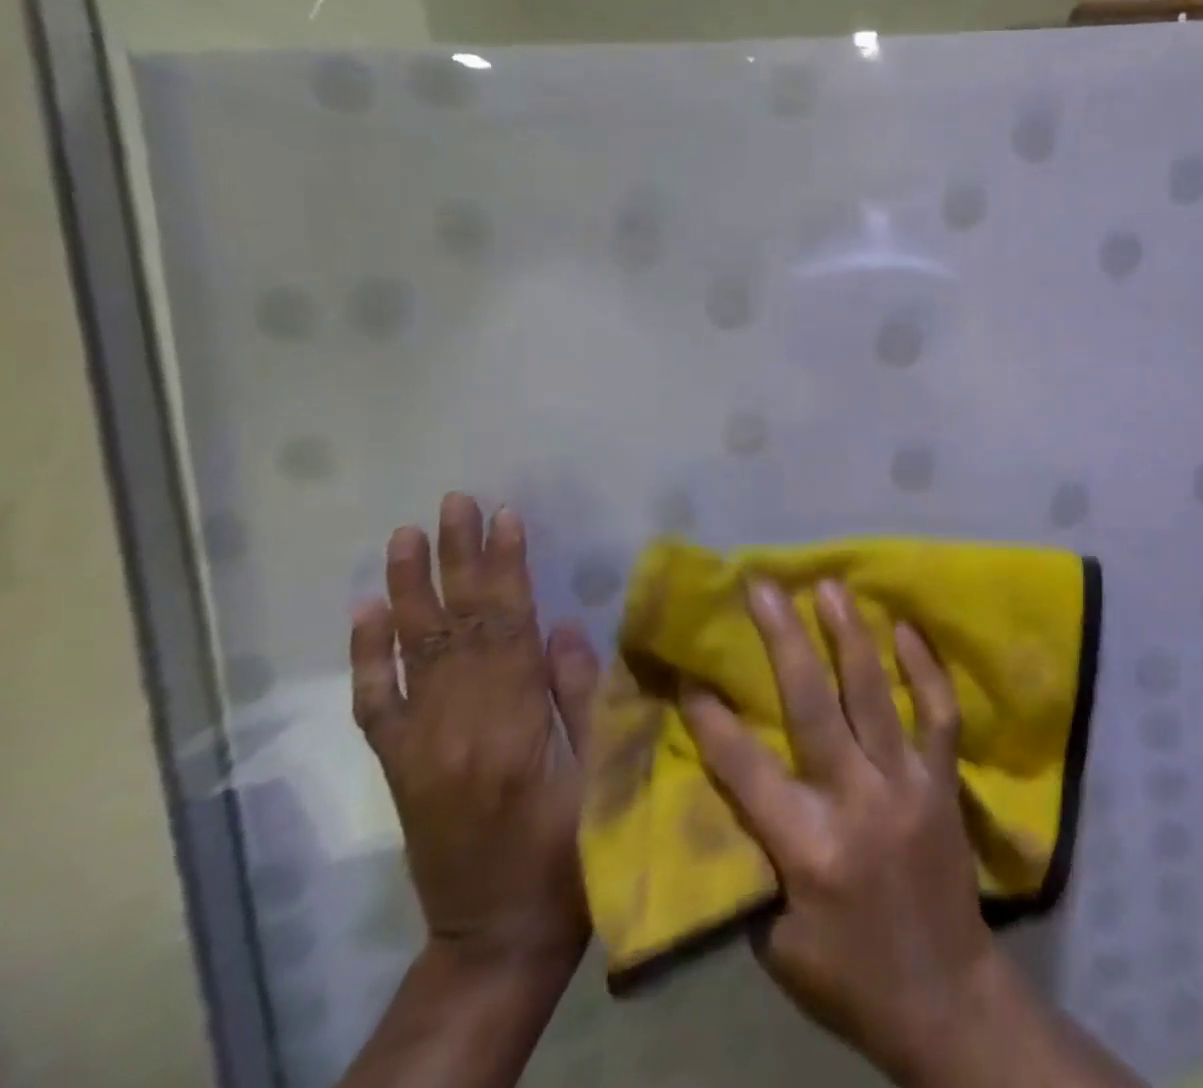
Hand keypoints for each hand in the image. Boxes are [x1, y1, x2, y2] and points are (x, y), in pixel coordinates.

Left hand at [350, 493, 600, 972]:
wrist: (497, 935)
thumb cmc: (572, 849)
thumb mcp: (602, 772)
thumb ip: (584, 697)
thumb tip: (565, 625)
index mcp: (513, 725)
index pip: (508, 627)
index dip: (507, 569)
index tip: (508, 517)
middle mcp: (454, 727)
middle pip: (457, 626)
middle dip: (458, 559)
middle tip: (456, 502)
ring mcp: (419, 746)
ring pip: (411, 652)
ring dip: (410, 589)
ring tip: (408, 534)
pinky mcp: (400, 766)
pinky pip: (375, 703)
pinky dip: (367, 655)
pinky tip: (366, 611)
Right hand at [681, 579, 993, 1083]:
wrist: (944, 994)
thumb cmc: (848, 976)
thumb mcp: (777, 942)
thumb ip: (756, 861)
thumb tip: (734, 792)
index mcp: (807, 849)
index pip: (747, 771)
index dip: (714, 720)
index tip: (690, 671)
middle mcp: (857, 802)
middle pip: (813, 707)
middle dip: (784, 640)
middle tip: (765, 586)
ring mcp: (907, 783)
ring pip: (874, 693)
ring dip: (850, 634)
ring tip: (830, 585)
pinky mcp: (943, 779)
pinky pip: (939, 711)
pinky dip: (924, 666)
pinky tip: (907, 627)